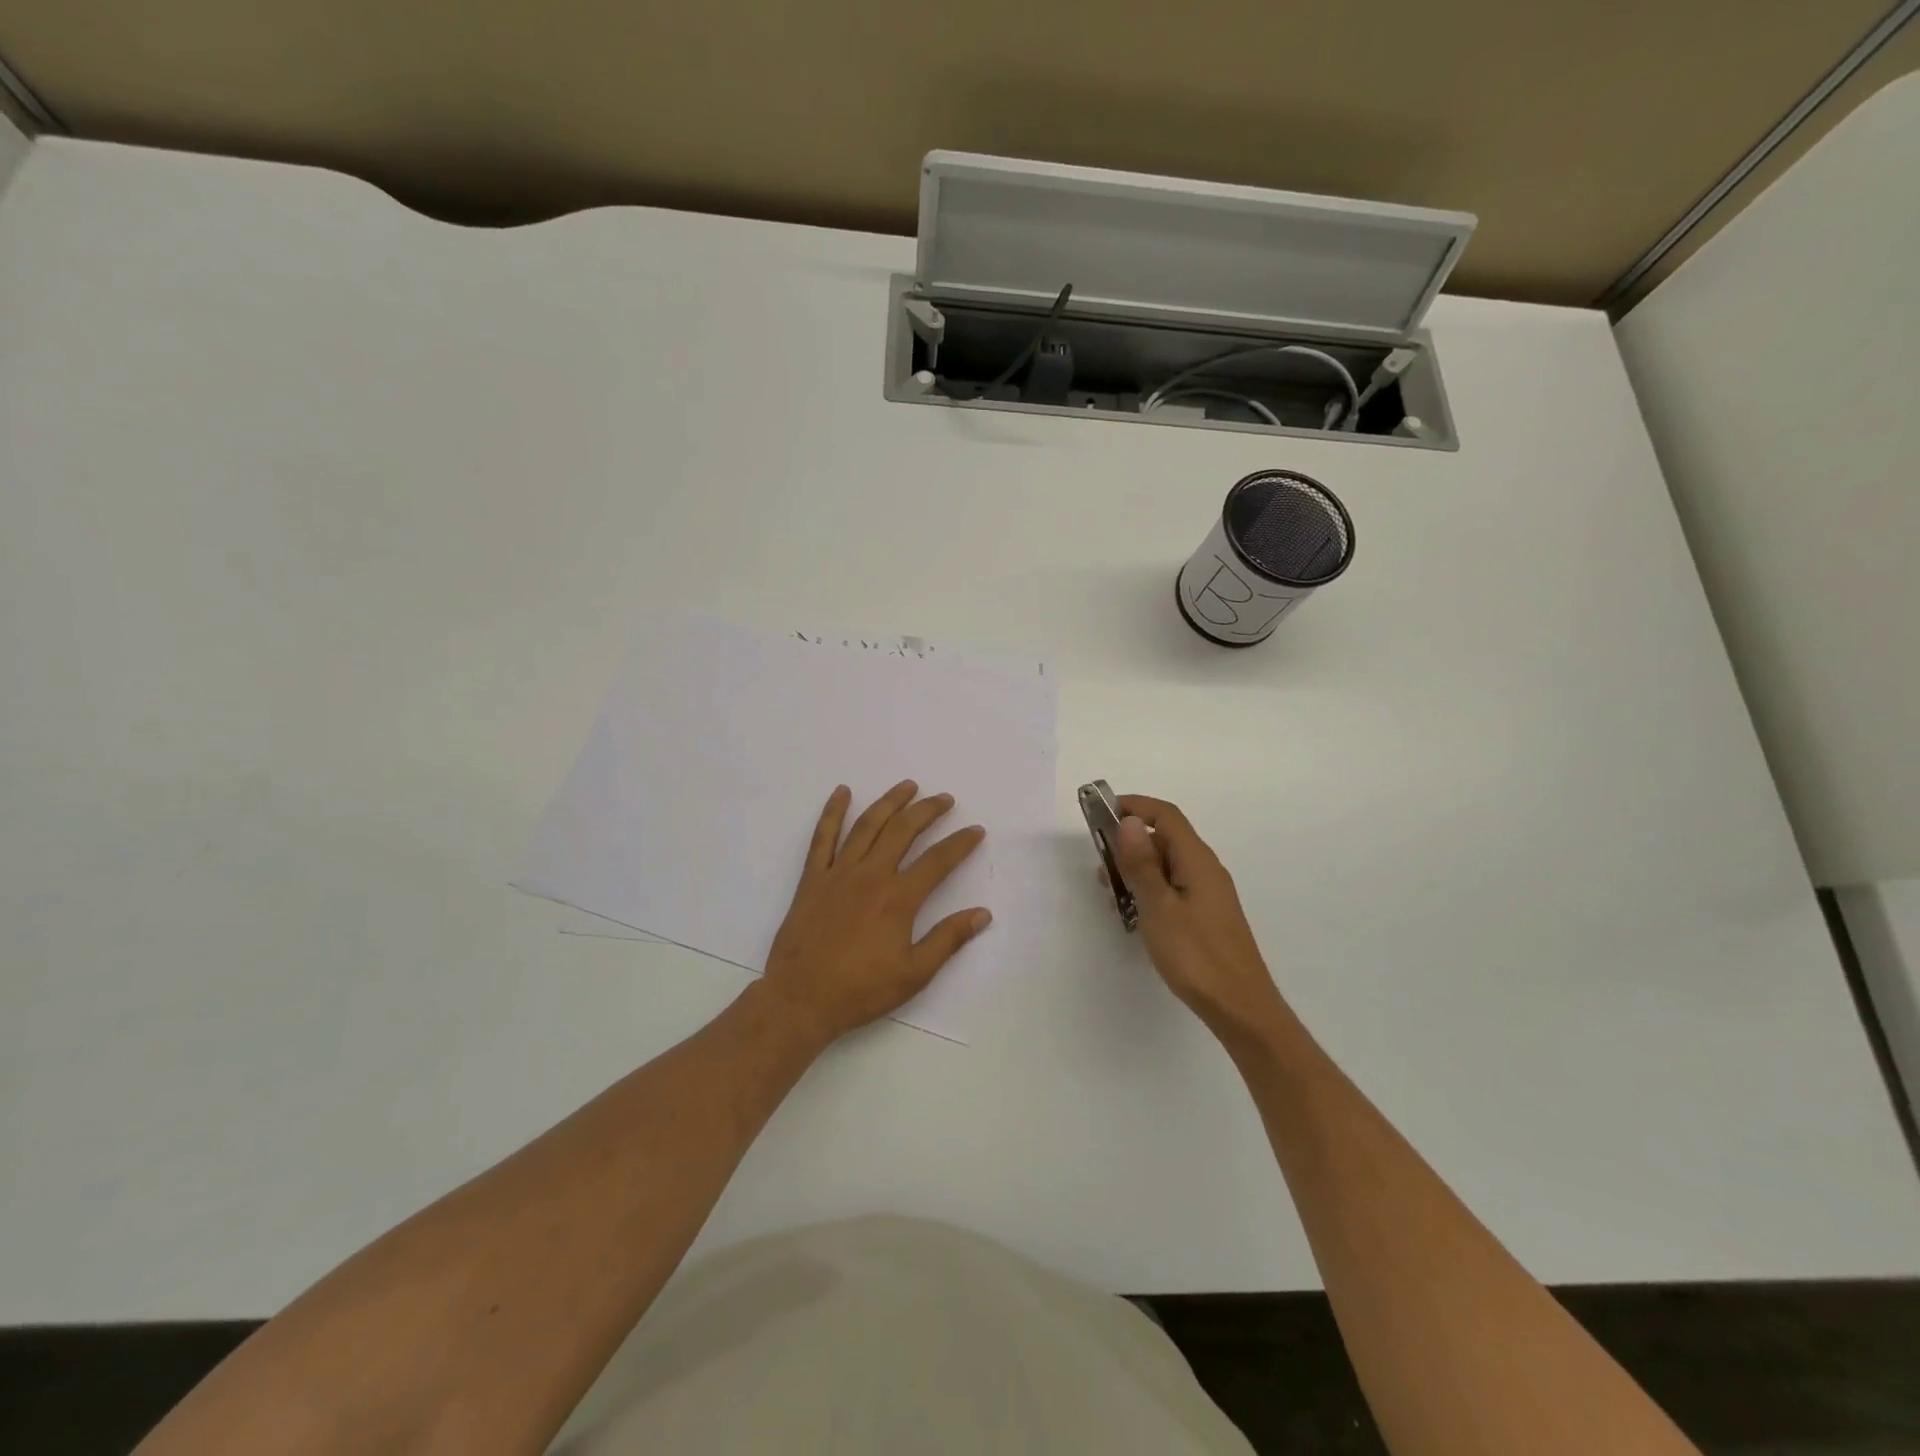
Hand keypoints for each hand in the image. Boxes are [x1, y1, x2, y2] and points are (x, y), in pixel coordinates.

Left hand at [761, 781, 990, 1045]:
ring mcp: (838, 873)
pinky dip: (832, 812)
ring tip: (908, 786)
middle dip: (928, 810)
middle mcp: (870, 875)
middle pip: (903, 831)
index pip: (938, 861)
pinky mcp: (813, 878)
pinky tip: (842, 792)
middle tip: (945, 799)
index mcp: (898, 898)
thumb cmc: (861, 990)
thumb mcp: (914, 974)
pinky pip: (823, 837)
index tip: (976, 830)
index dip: (960, 843)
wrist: (801, 999)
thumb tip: (983, 913)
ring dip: (890, 802)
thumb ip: (948, 939)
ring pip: (868, 825)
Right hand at [1112, 795, 1286, 1040]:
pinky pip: (1173, 887)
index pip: (1166, 815)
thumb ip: (1142, 863)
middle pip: (1165, 838)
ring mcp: (1209, 893)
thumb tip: (1129, 822)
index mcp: (1197, 860)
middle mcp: (1205, 869)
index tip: (1102, 813)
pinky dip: (1150, 889)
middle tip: (1101, 866)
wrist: (1239, 1006)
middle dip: (1130, 843)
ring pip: (1168, 865)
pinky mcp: (1207, 915)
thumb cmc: (1195, 955)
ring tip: (1112, 893)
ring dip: (1138, 869)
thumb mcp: (1159, 906)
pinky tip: (1134, 913)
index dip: (1135, 806)